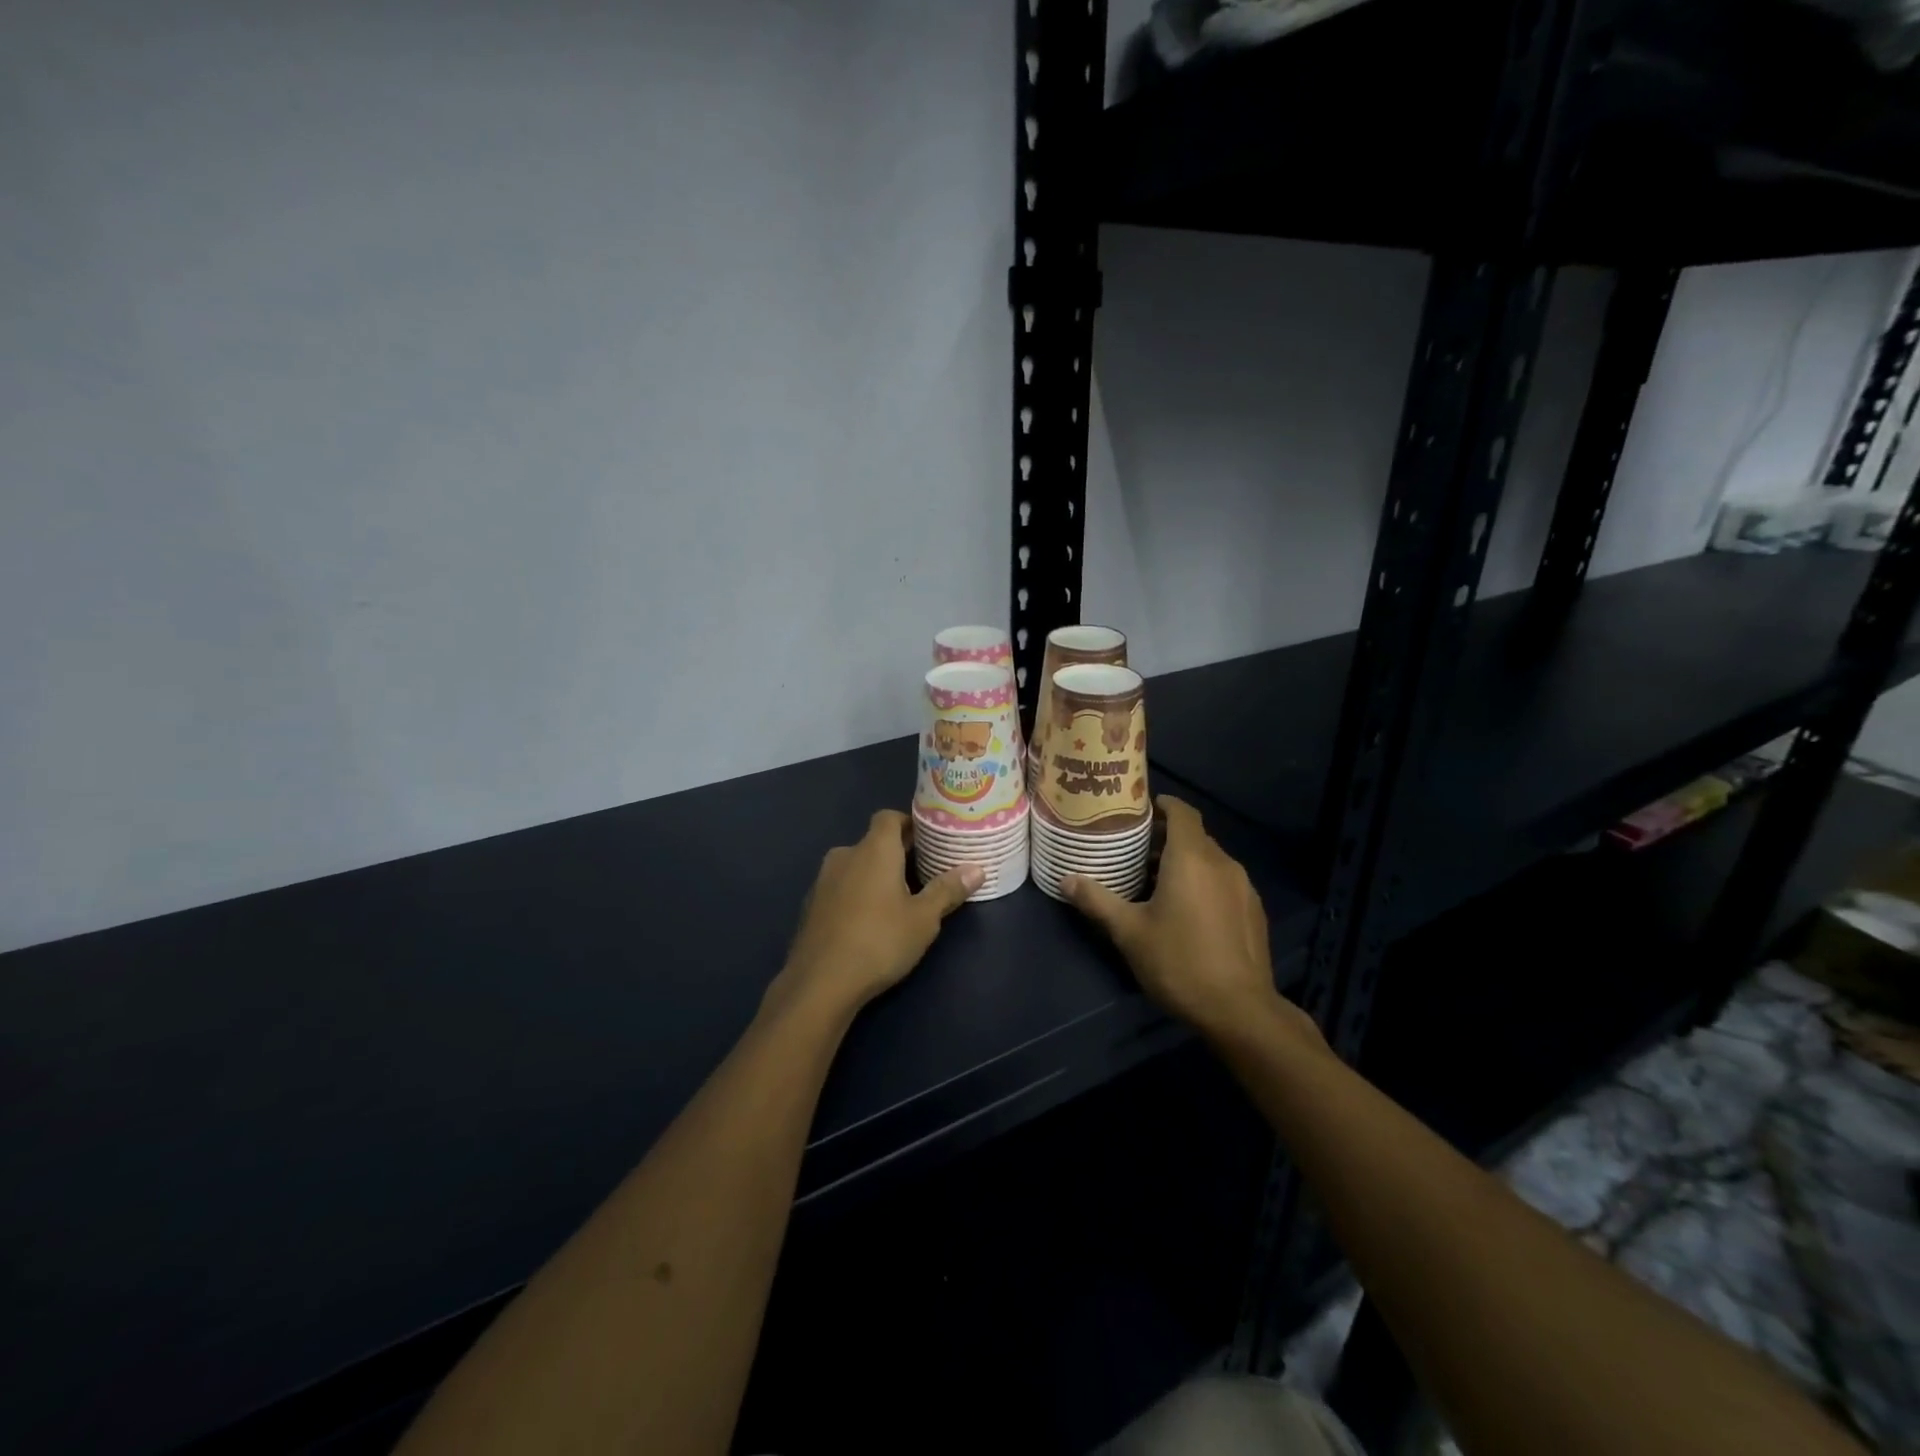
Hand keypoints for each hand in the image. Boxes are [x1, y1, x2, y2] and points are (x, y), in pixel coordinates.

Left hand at [767, 810, 982, 1020]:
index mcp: (873, 849)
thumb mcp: (923, 919)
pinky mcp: (811, 905)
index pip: (889, 817)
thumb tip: (977, 869)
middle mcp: (845, 855)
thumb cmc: (879, 941)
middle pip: (873, 842)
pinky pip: (840, 887)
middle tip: (924, 871)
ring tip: (899, 898)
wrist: (820, 983)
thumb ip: (948, 890)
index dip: (908, 823)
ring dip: (874, 875)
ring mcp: (823, 880)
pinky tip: (868, 921)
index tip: (929, 839)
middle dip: (897, 853)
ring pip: (855, 866)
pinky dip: (856, 894)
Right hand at [1063, 796, 1324, 1053]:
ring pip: (1210, 860)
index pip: (1182, 812)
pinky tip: (1186, 909)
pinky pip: (1224, 882)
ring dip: (1184, 861)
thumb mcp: (1129, 932)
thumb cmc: (1179, 962)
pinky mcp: (1254, 911)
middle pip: (1195, 836)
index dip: (1163, 804)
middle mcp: (1223, 863)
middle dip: (1166, 836)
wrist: (1240, 1011)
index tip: (1140, 808)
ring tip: (1154, 879)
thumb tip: (1066, 879)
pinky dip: (1203, 881)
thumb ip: (1097, 900)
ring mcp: (1243, 888)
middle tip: (1134, 847)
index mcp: (1192, 859)